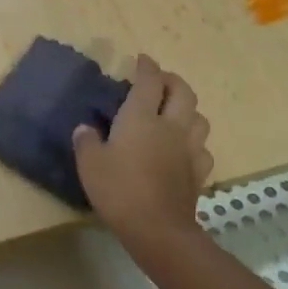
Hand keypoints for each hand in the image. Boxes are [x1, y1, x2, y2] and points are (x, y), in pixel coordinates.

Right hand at [72, 54, 213, 246]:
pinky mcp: (198, 173)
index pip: (149, 82)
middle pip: (183, 92)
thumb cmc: (119, 189)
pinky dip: (194, 141)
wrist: (158, 229)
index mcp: (141, 118)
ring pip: (199, 118)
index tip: (141, 59)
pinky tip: (184, 148)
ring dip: (188, 109)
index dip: (146, 67)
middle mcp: (170, 126)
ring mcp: (188, 150)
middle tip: (160, 80)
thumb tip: (85, 129)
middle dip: (172, 80)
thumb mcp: (89, 164)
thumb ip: (87, 141)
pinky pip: (202, 148)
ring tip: (175, 112)